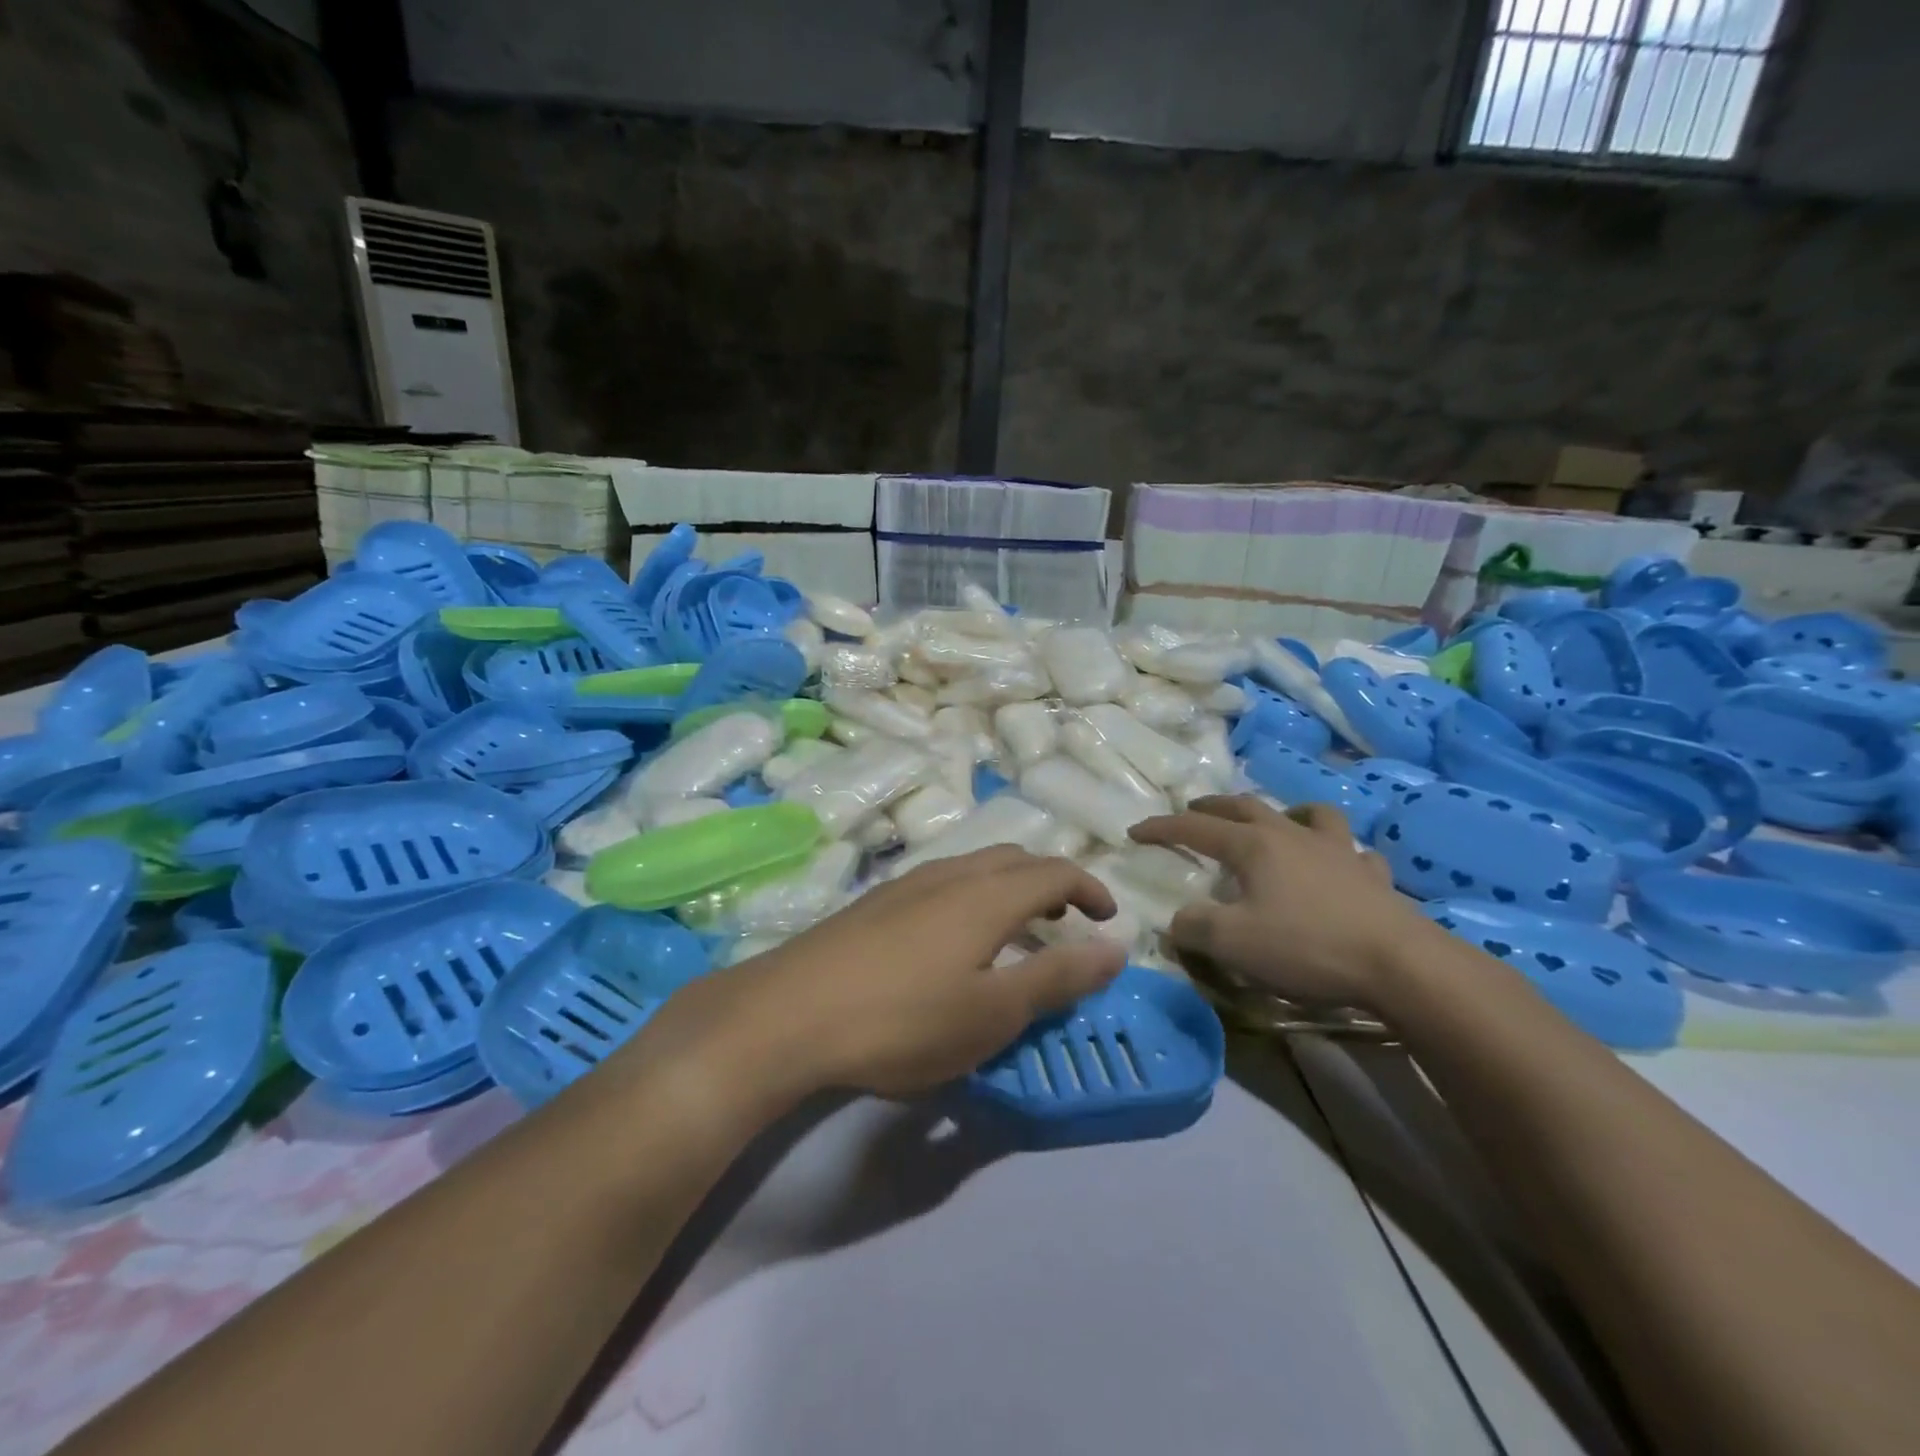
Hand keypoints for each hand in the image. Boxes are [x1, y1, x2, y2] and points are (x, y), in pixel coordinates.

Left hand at [635, 847, 1126, 1101]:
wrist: (788, 1014)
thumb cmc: (903, 1020)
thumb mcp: (993, 1012)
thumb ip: (1058, 977)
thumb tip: (1116, 948)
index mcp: (988, 895)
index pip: (1055, 872)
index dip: (1090, 889)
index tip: (1109, 919)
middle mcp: (950, 874)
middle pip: (1014, 860)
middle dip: (1050, 884)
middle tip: (1065, 924)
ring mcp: (906, 883)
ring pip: (974, 868)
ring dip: (1008, 890)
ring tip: (1014, 934)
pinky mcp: (874, 903)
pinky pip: (942, 884)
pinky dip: (972, 899)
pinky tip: (952, 943)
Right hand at [1130, 796, 1430, 1010]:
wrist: (1399, 964)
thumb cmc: (1307, 946)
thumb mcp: (1233, 943)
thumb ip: (1194, 927)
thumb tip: (1176, 920)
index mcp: (1253, 846)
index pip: (1195, 828)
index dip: (1162, 828)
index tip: (1135, 832)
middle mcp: (1291, 835)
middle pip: (1245, 807)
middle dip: (1213, 808)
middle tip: (1194, 811)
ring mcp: (1337, 851)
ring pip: (1307, 814)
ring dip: (1284, 813)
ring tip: (1276, 823)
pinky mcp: (1372, 875)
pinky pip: (1354, 852)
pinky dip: (1339, 852)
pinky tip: (1339, 865)